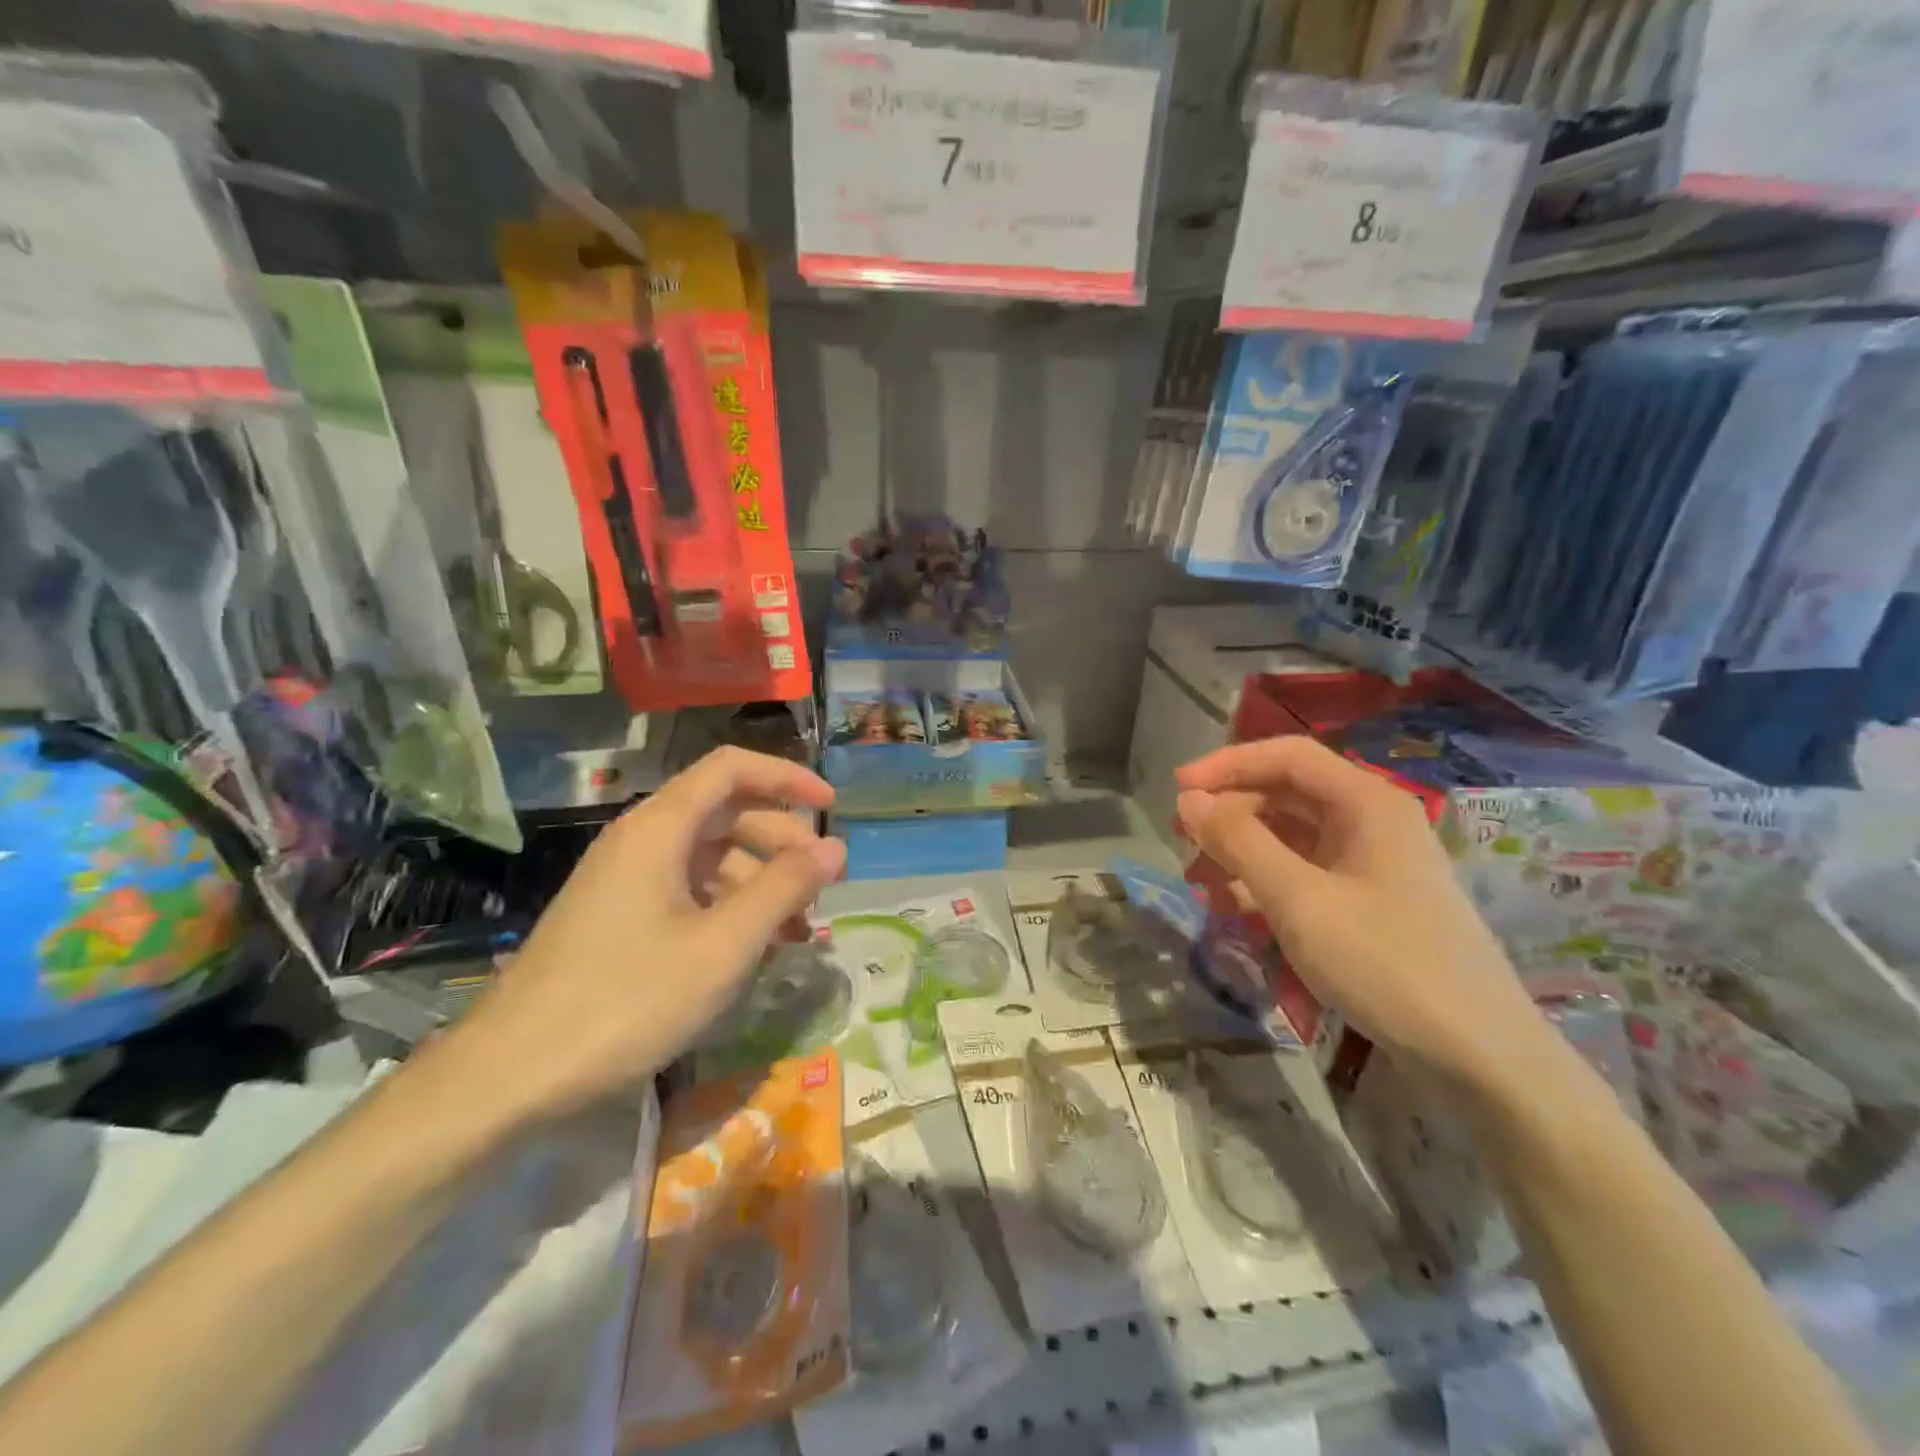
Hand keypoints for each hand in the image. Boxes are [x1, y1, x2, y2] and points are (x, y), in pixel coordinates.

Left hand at [448, 748, 845, 1117]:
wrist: (509, 1076)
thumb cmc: (626, 1000)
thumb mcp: (722, 946)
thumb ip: (784, 889)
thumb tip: (834, 849)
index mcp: (659, 828)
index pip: (731, 769)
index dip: (786, 777)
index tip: (831, 808)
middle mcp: (641, 841)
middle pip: (725, 812)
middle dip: (782, 840)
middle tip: (822, 882)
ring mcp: (625, 881)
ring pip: (709, 857)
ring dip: (760, 882)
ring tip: (799, 929)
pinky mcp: (618, 919)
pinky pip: (688, 892)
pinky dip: (729, 908)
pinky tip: (754, 950)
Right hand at [1176, 737, 1542, 1085]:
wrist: (1479, 1057)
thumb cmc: (1385, 963)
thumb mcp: (1298, 899)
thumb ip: (1239, 842)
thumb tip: (1189, 799)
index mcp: (1367, 802)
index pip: (1287, 756)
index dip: (1227, 765)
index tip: (1177, 790)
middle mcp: (1373, 821)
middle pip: (1288, 792)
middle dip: (1231, 810)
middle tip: (1182, 838)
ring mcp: (1374, 863)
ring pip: (1293, 835)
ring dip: (1243, 848)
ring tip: (1201, 878)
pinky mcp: (1372, 902)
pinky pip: (1307, 873)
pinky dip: (1267, 881)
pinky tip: (1236, 907)